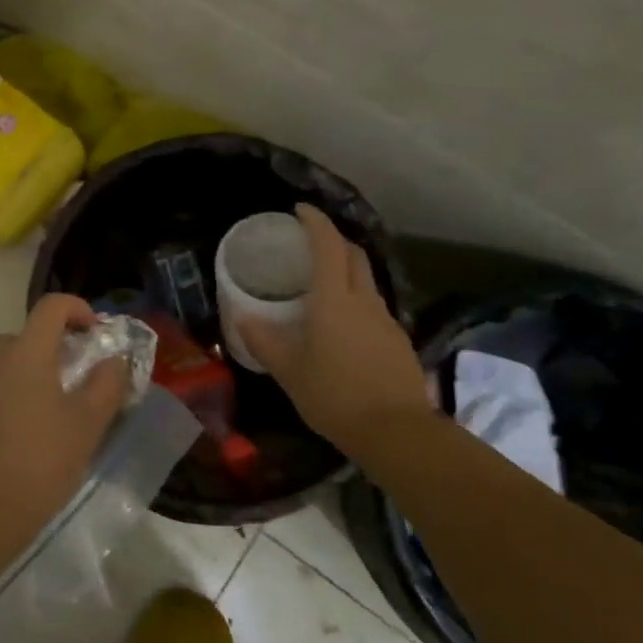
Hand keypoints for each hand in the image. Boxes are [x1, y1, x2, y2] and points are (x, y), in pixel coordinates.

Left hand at [0, 294, 130, 538]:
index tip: (94, 334)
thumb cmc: (41, 461)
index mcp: (27, 354)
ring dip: (30, 373)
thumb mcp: (87, 425)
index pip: (51, 307)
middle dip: (54, 347)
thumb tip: (114, 360)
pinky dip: (10, 396)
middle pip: (27, 336)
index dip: (77, 309)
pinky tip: (22, 433)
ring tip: (51, 412)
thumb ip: (106, 385)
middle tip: (76, 380)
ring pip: (7, 364)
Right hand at [240, 205, 429, 451]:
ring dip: (347, 271)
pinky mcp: (397, 341)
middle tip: (310, 244)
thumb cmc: (334, 395)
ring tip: (323, 286)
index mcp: (334, 299)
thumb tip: (245, 319)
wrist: (396, 432)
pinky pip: (373, 308)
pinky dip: (356, 301)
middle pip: (354, 255)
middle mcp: (364, 301)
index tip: (300, 210)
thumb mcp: (289, 371)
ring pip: (366, 282)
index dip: (315, 222)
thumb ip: (264, 342)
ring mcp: (386, 320)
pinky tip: (343, 326)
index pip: (328, 245)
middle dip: (334, 240)